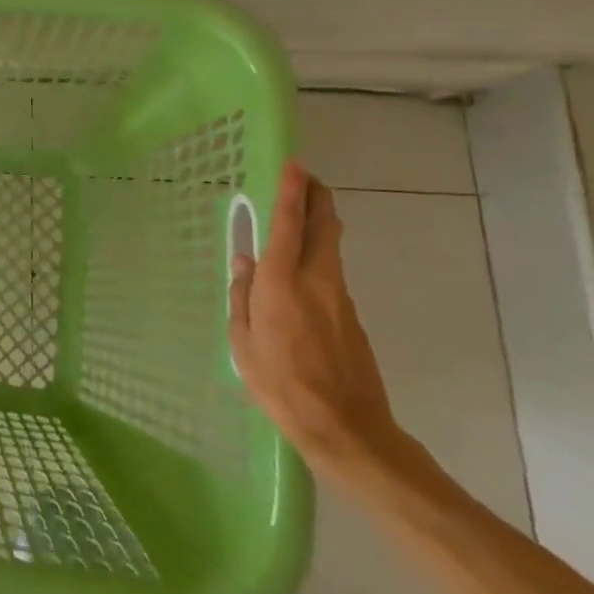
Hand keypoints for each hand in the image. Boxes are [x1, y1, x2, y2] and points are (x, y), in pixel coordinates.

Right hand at [229, 162, 404, 481]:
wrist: (348, 429)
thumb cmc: (281, 385)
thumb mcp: (243, 343)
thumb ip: (241, 297)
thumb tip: (243, 264)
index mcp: (281, 282)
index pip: (289, 222)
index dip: (292, 190)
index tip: (294, 164)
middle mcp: (316, 279)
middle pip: (324, 224)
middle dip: (317, 196)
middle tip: (306, 179)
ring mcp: (340, 297)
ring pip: (331, 246)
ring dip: (318, 224)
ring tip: (298, 218)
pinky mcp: (352, 316)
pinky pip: (332, 273)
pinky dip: (318, 257)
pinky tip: (301, 274)